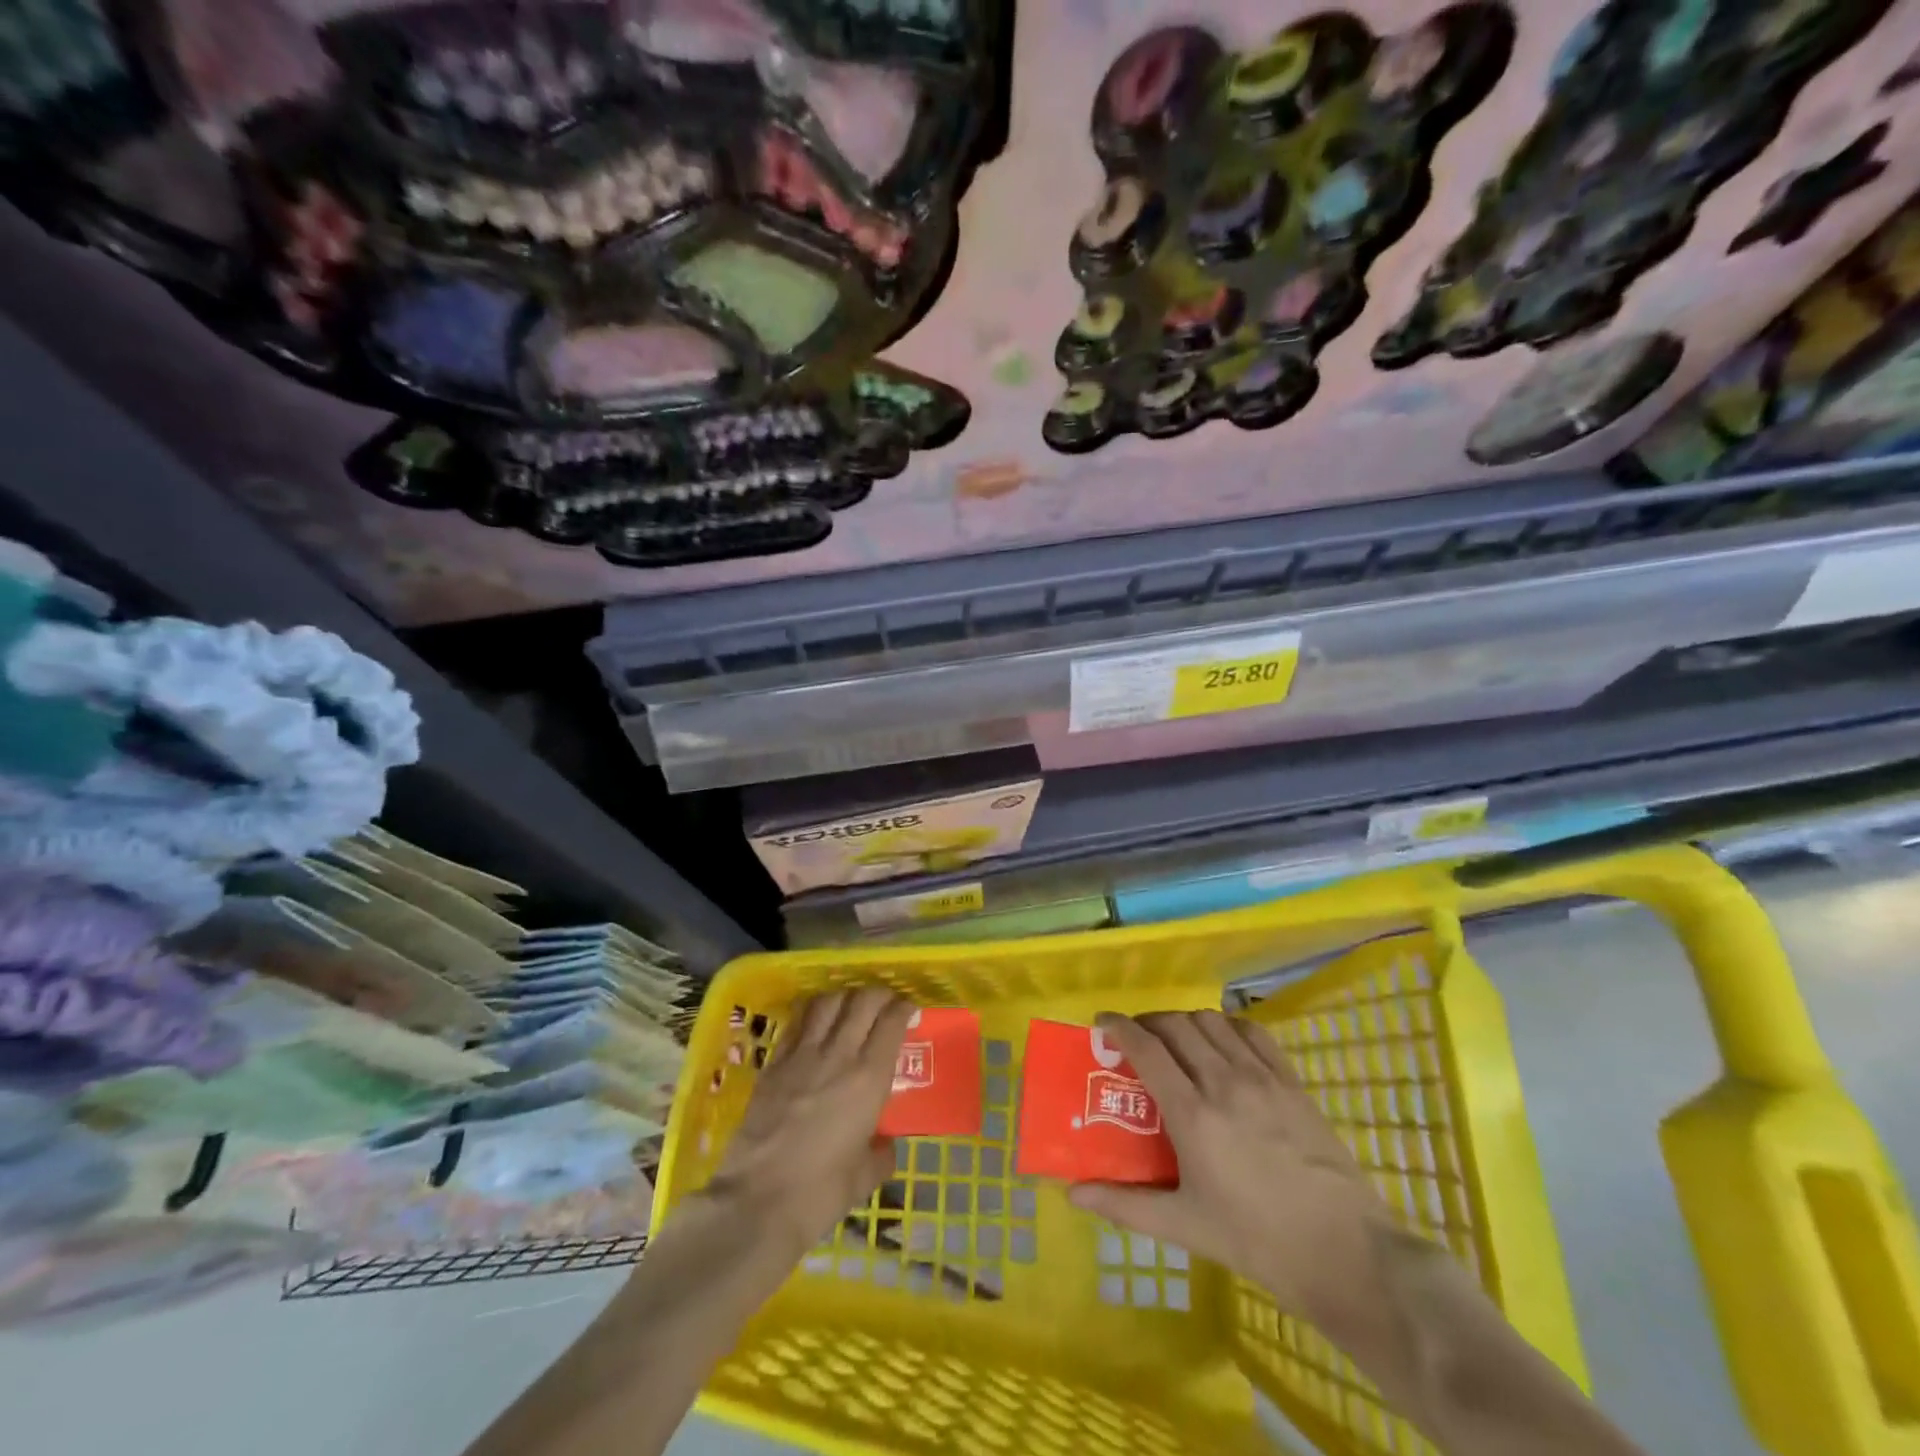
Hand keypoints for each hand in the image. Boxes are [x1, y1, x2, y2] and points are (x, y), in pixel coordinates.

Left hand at [704, 988, 912, 1258]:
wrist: (757, 1202)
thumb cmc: (820, 1193)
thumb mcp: (865, 1178)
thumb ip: (881, 1154)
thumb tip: (884, 1144)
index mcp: (869, 1079)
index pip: (891, 1023)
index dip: (903, 1008)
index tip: (909, 1010)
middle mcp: (839, 1055)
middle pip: (862, 1001)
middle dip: (879, 994)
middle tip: (884, 1003)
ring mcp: (802, 1055)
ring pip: (828, 1002)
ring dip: (844, 997)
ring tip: (850, 1006)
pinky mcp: (774, 1063)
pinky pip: (797, 1023)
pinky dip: (812, 1012)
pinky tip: (815, 1021)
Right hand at [1068, 1011, 1397, 1326]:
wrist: (1344, 1252)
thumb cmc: (1257, 1240)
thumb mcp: (1185, 1226)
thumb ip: (1125, 1205)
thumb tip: (1073, 1194)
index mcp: (1193, 1115)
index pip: (1146, 1048)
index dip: (1119, 1027)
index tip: (1102, 1022)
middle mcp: (1223, 1082)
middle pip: (1176, 1025)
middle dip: (1149, 1022)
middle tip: (1137, 1038)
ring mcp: (1262, 1077)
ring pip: (1212, 1022)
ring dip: (1185, 1022)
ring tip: (1177, 1041)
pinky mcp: (1292, 1081)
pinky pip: (1253, 1032)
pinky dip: (1228, 1027)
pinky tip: (1224, 1044)